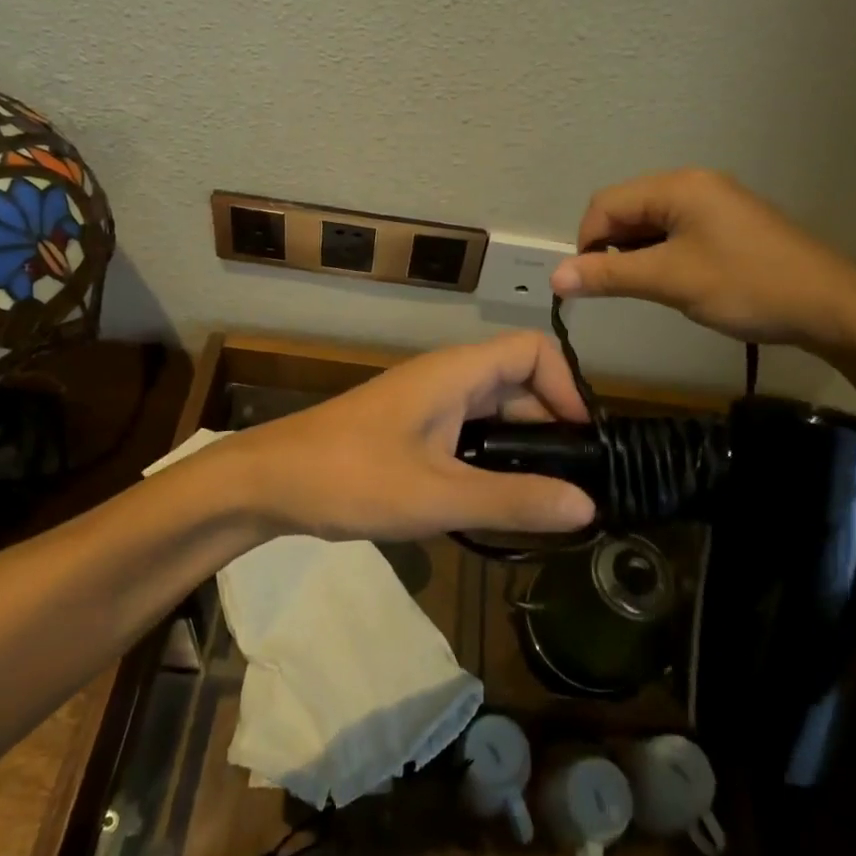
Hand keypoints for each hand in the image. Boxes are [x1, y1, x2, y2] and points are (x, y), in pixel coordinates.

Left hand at [216, 332, 596, 541]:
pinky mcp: (410, 429)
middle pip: (519, 382)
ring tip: (543, 500)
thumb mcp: (437, 496)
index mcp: (456, 373)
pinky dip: (491, 458)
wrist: (268, 481)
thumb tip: (588, 505)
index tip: (583, 443)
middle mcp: (446, 378)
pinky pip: (468, 432)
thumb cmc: (351, 478)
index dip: (568, 386)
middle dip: (551, 425)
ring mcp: (426, 403)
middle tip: (572, 485)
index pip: (534, 350)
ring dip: (521, 446)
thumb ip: (513, 500)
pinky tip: (494, 501)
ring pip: (493, 411)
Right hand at [550, 168, 855, 353]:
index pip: (606, 205)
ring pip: (651, 222)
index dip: (586, 243)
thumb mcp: (671, 281)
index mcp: (678, 187)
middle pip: (627, 209)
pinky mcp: (728, 223)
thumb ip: (609, 276)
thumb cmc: (747, 286)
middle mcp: (693, 184)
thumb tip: (555, 277)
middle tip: (618, 288)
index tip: (588, 284)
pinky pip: (676, 231)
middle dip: (610, 248)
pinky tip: (672, 281)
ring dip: (636, 253)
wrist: (832, 306)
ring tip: (647, 288)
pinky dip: (661, 254)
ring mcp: (714, 203)